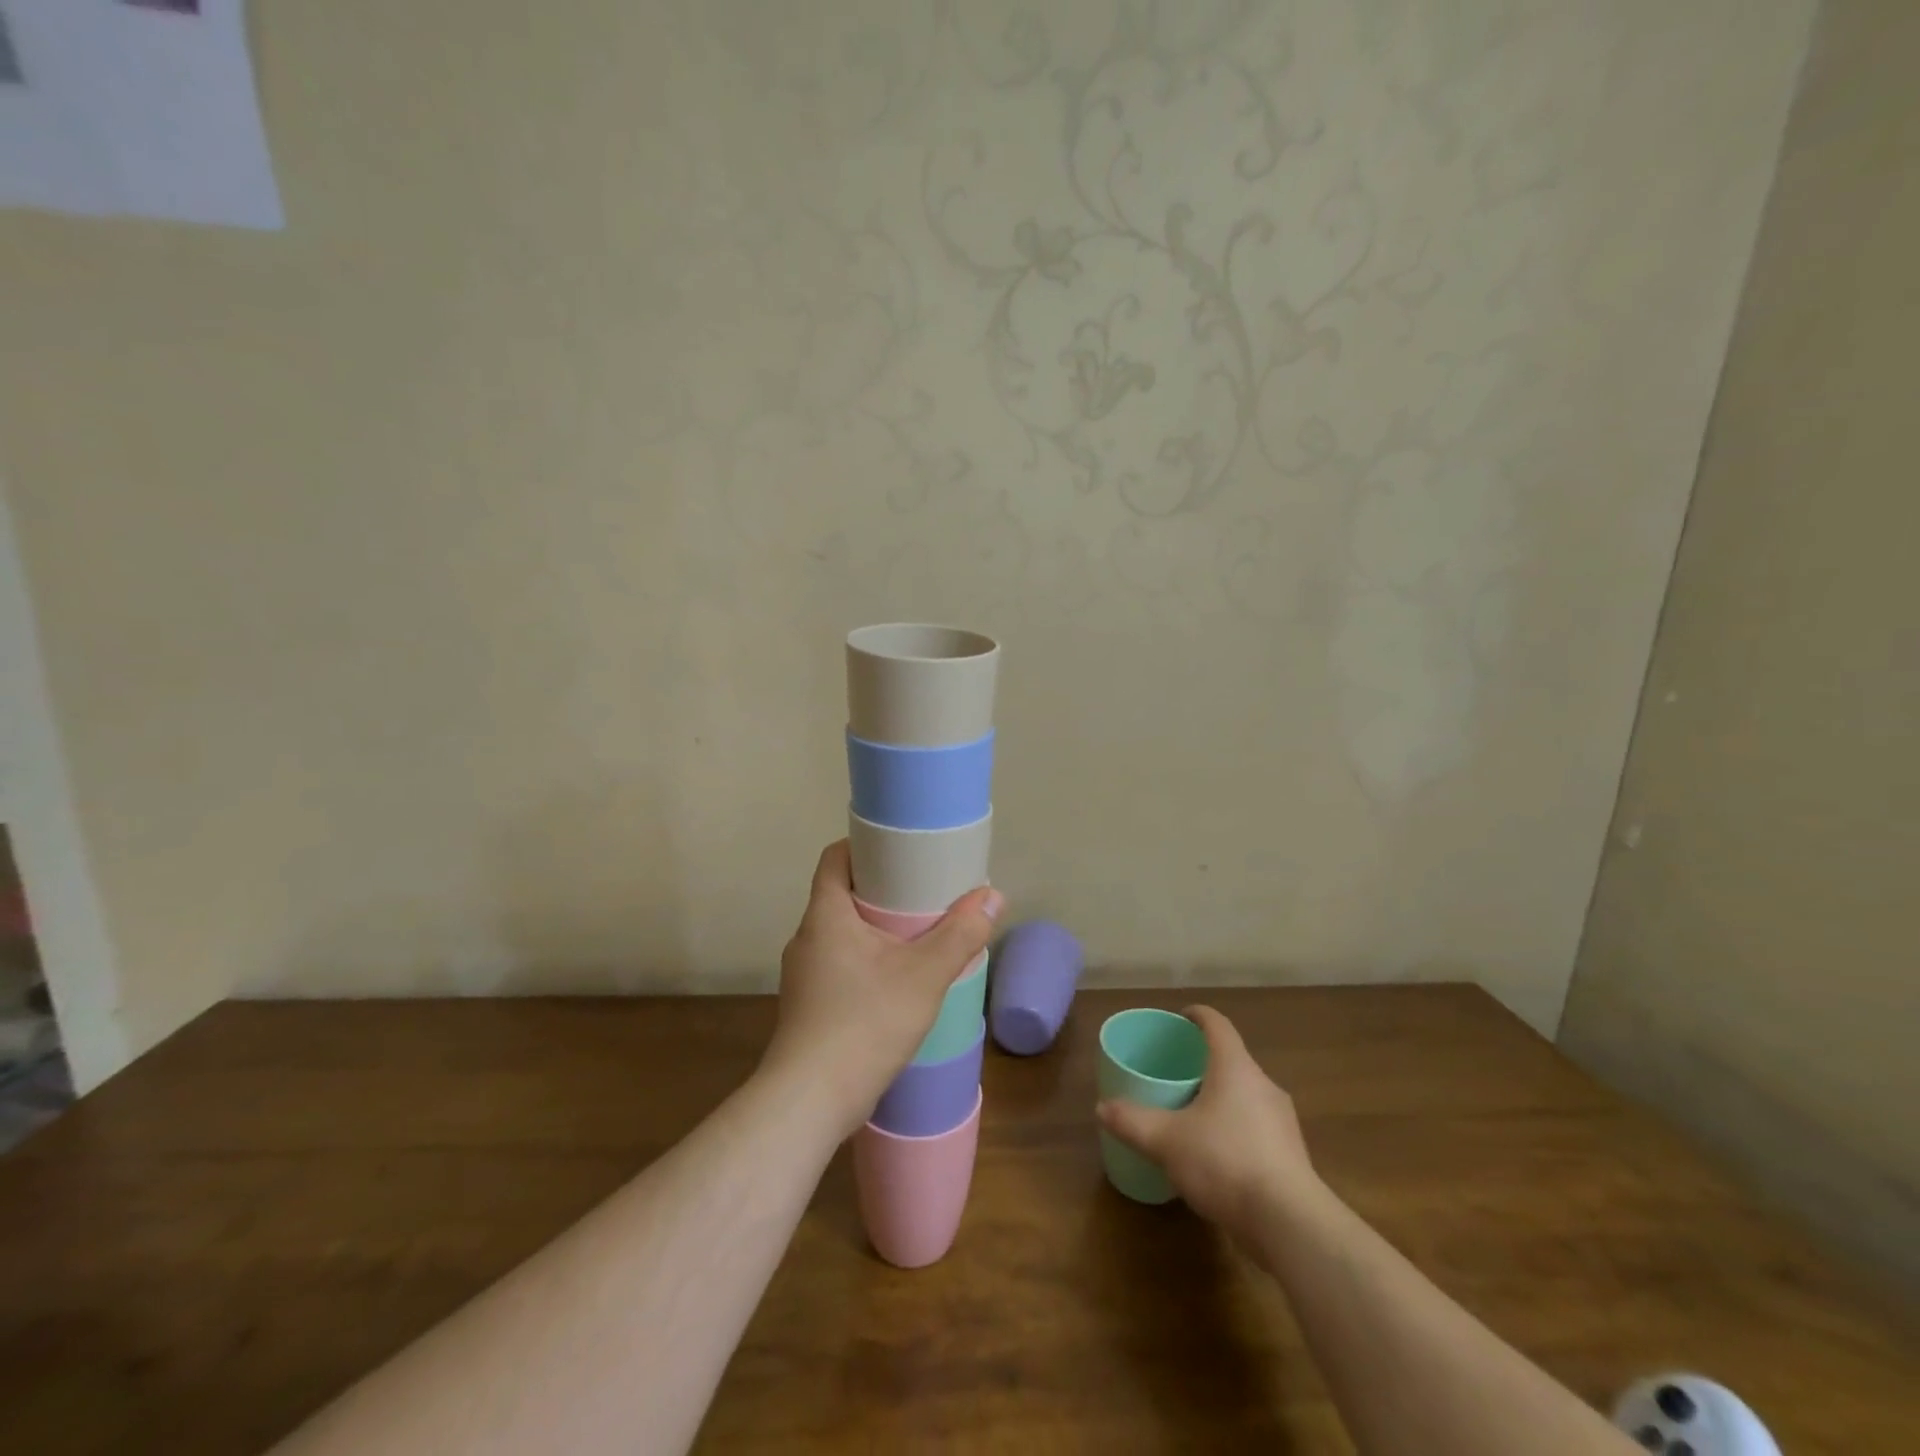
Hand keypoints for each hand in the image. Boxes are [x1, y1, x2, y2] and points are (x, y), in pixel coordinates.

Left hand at [762, 840, 1001, 1137]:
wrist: (809, 1102)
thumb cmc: (864, 1023)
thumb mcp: (924, 975)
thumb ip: (961, 933)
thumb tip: (993, 895)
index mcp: (825, 915)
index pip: (835, 857)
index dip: (864, 845)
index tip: (900, 850)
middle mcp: (807, 938)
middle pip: (841, 894)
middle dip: (881, 889)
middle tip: (923, 891)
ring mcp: (802, 975)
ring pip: (841, 933)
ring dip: (875, 929)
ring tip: (916, 936)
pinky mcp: (808, 1006)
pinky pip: (839, 965)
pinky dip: (866, 961)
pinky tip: (895, 982)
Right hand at [1096, 1005, 1319, 1245]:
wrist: (1290, 1224)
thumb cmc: (1225, 1162)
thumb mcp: (1167, 1141)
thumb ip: (1132, 1121)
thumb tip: (1101, 1107)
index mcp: (1235, 1067)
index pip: (1217, 1025)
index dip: (1198, 1016)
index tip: (1181, 1018)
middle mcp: (1263, 1085)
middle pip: (1232, 1060)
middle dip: (1204, 1062)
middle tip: (1176, 1072)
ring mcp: (1282, 1121)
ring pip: (1246, 1094)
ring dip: (1221, 1097)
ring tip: (1193, 1113)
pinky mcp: (1291, 1154)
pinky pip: (1257, 1126)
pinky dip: (1235, 1128)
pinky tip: (1217, 1154)